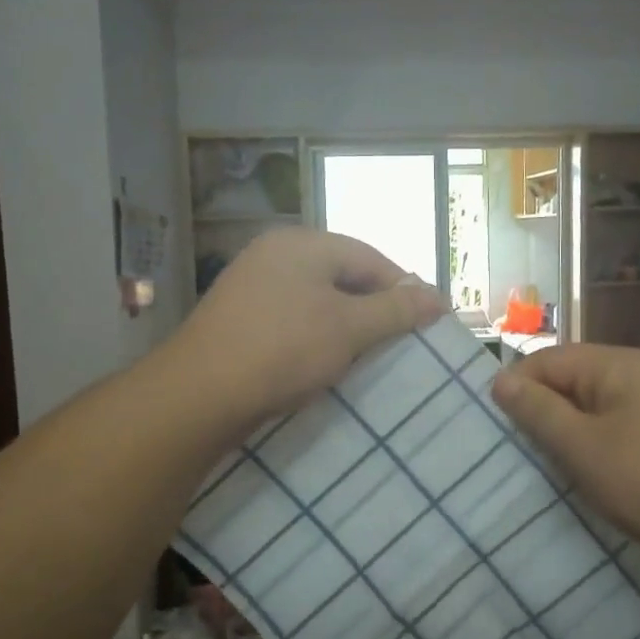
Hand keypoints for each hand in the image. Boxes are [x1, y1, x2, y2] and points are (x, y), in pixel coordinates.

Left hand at [173, 229, 446, 432]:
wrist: (200, 394)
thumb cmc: (283, 350)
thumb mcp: (349, 328)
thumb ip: (395, 310)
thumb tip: (439, 297)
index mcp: (301, 244)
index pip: (369, 258)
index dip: (403, 289)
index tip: (427, 323)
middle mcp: (274, 254)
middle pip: (342, 276)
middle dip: (373, 309)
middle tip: (399, 343)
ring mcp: (252, 286)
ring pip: (317, 301)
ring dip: (346, 327)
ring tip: (367, 358)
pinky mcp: (240, 318)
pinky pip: (293, 320)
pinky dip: (316, 338)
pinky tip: (326, 364)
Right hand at [491, 344, 639, 565]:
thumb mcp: (581, 447)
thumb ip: (537, 411)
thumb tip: (500, 380)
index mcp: (617, 364)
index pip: (546, 360)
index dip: (515, 389)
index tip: (494, 431)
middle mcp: (639, 374)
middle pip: (569, 382)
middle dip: (539, 414)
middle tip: (514, 454)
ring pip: (591, 410)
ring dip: (565, 436)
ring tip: (544, 470)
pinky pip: (615, 431)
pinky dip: (594, 449)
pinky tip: (585, 479)